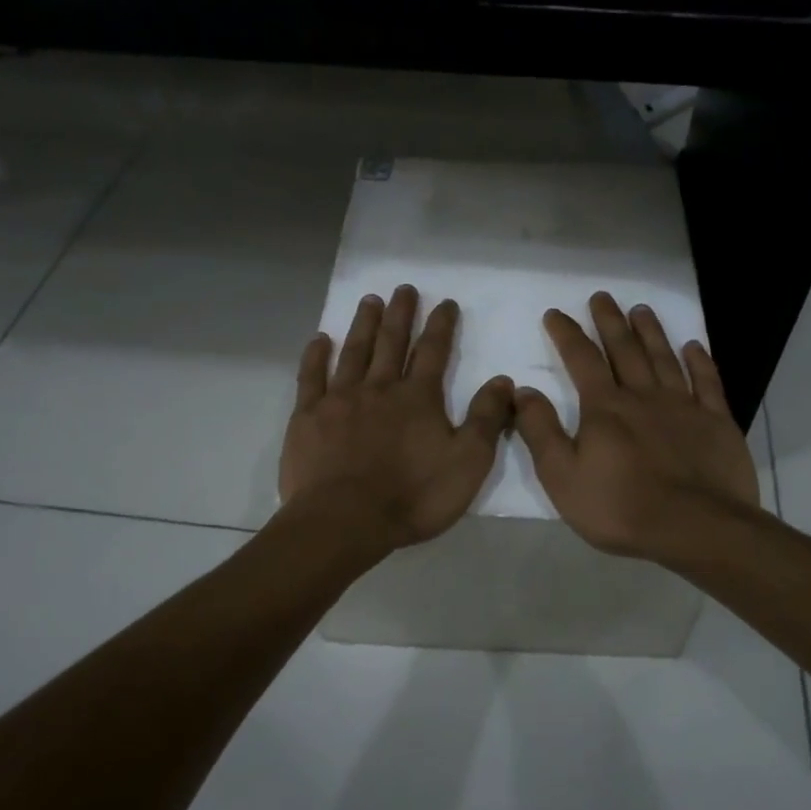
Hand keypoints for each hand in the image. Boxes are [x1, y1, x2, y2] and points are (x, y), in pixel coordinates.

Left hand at [280, 286, 513, 555]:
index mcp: (418, 398)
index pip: (434, 351)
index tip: (446, 303)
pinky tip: (319, 339)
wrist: (345, 521)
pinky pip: (311, 377)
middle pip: (392, 342)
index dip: (442, 325)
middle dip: (401, 314)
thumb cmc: (413, 496)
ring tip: (370, 301)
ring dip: (364, 325)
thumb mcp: (468, 462)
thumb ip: (486, 419)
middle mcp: (379, 388)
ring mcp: (339, 400)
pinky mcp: (308, 417)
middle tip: (404, 289)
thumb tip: (502, 380)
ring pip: (354, 352)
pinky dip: (316, 356)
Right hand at [514, 291, 759, 562]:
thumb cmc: (621, 507)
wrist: (696, 528)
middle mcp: (643, 396)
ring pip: (664, 358)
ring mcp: (684, 406)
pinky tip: (694, 346)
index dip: (566, 334)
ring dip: (651, 332)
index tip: (555, 313)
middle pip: (624, 349)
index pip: (581, 359)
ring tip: (641, 309)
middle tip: (602, 296)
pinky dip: (700, 361)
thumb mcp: (562, 477)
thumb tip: (523, 391)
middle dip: (610, 321)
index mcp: (605, 408)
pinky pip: (708, 382)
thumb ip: (541, 431)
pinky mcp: (716, 422)